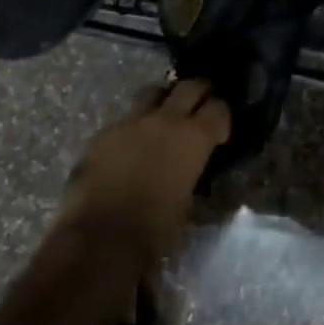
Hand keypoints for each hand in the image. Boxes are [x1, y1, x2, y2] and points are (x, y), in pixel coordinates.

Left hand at [55, 78, 230, 272]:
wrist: (101, 238)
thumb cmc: (155, 229)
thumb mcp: (188, 201)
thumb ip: (192, 172)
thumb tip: (190, 167)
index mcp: (193, 138)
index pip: (218, 108)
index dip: (223, 116)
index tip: (219, 132)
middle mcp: (164, 120)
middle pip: (189, 86)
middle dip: (200, 92)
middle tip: (201, 105)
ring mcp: (130, 122)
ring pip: (152, 92)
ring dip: (164, 100)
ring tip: (164, 117)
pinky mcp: (103, 133)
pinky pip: (125, 119)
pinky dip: (134, 126)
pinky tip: (131, 146)